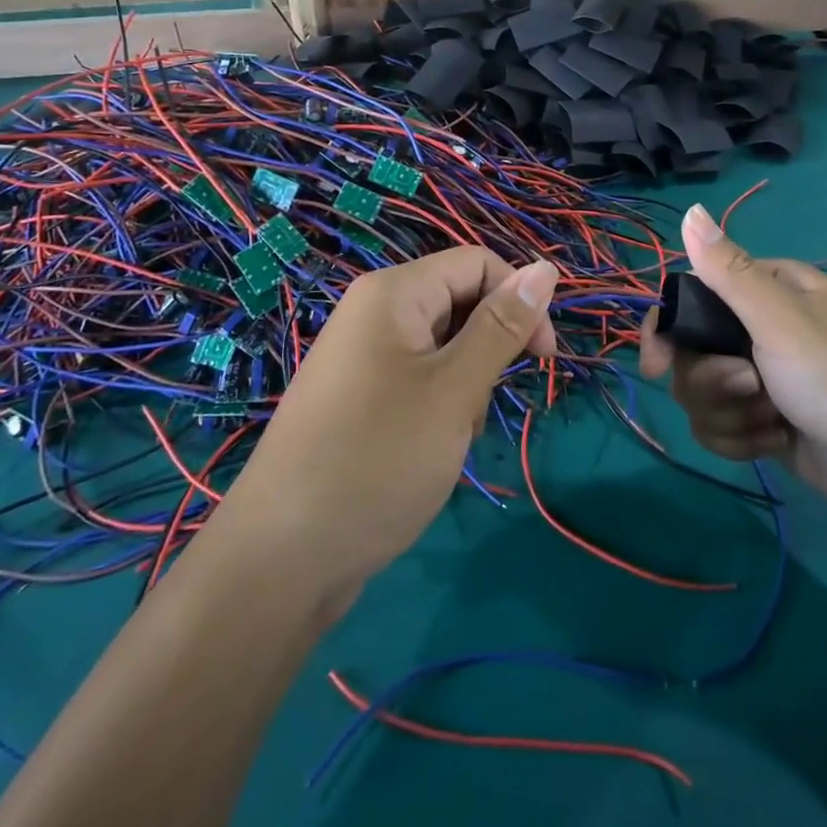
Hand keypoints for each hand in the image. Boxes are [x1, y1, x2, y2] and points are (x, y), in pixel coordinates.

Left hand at [222, 248, 557, 607]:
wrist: (280, 561)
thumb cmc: (377, 460)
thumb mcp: (454, 390)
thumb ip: (502, 327)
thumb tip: (546, 268)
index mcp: (393, 293)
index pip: (478, 264)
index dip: (519, 299)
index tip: (543, 358)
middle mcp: (374, 313)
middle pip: (460, 304)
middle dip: (486, 353)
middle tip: (475, 410)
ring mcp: (362, 357)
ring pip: (444, 349)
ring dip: (464, 388)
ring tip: (446, 441)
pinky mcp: (358, 398)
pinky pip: (417, 381)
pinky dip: (438, 409)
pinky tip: (427, 454)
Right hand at [640, 205, 826, 529]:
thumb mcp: (783, 320)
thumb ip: (729, 271)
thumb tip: (690, 211)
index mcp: (767, 291)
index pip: (693, 297)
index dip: (670, 329)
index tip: (658, 364)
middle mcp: (760, 329)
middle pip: (692, 352)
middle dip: (712, 380)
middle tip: (751, 388)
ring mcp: (763, 379)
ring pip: (703, 394)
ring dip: (731, 414)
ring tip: (774, 422)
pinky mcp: (766, 423)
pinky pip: (722, 427)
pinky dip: (743, 440)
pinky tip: (777, 442)